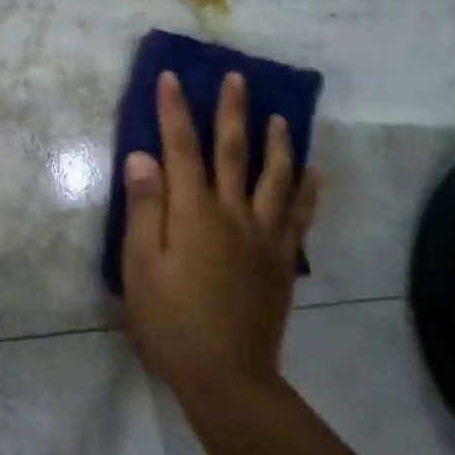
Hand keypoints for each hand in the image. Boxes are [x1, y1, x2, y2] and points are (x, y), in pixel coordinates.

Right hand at [121, 70, 320, 405]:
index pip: (181, 149)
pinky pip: (299, 216)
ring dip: (277, 143)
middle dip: (232, 113)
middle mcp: (233, 214)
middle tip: (237, 78)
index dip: (175, 111)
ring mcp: (264, 237)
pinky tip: (313, 173)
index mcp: (194, 213)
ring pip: (275, 178)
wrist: (227, 376)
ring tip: (280, 116)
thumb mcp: (141, 265)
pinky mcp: (281, 261)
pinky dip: (307, 190)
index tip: (171, 77)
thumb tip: (143, 156)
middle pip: (234, 153)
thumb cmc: (170, 321)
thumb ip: (145, 208)